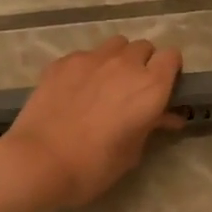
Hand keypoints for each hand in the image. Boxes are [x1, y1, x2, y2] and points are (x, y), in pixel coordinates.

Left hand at [0, 37, 185, 207]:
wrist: (39, 161)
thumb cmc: (93, 166)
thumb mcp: (131, 152)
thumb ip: (151, 127)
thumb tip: (167, 116)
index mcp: (150, 87)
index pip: (172, 57)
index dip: (169, 70)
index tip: (162, 87)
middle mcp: (125, 64)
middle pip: (143, 47)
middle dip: (143, 63)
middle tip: (132, 90)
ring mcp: (92, 58)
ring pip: (115, 45)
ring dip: (117, 59)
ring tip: (105, 83)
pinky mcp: (63, 61)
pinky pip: (85, 55)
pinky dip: (87, 67)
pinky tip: (75, 89)